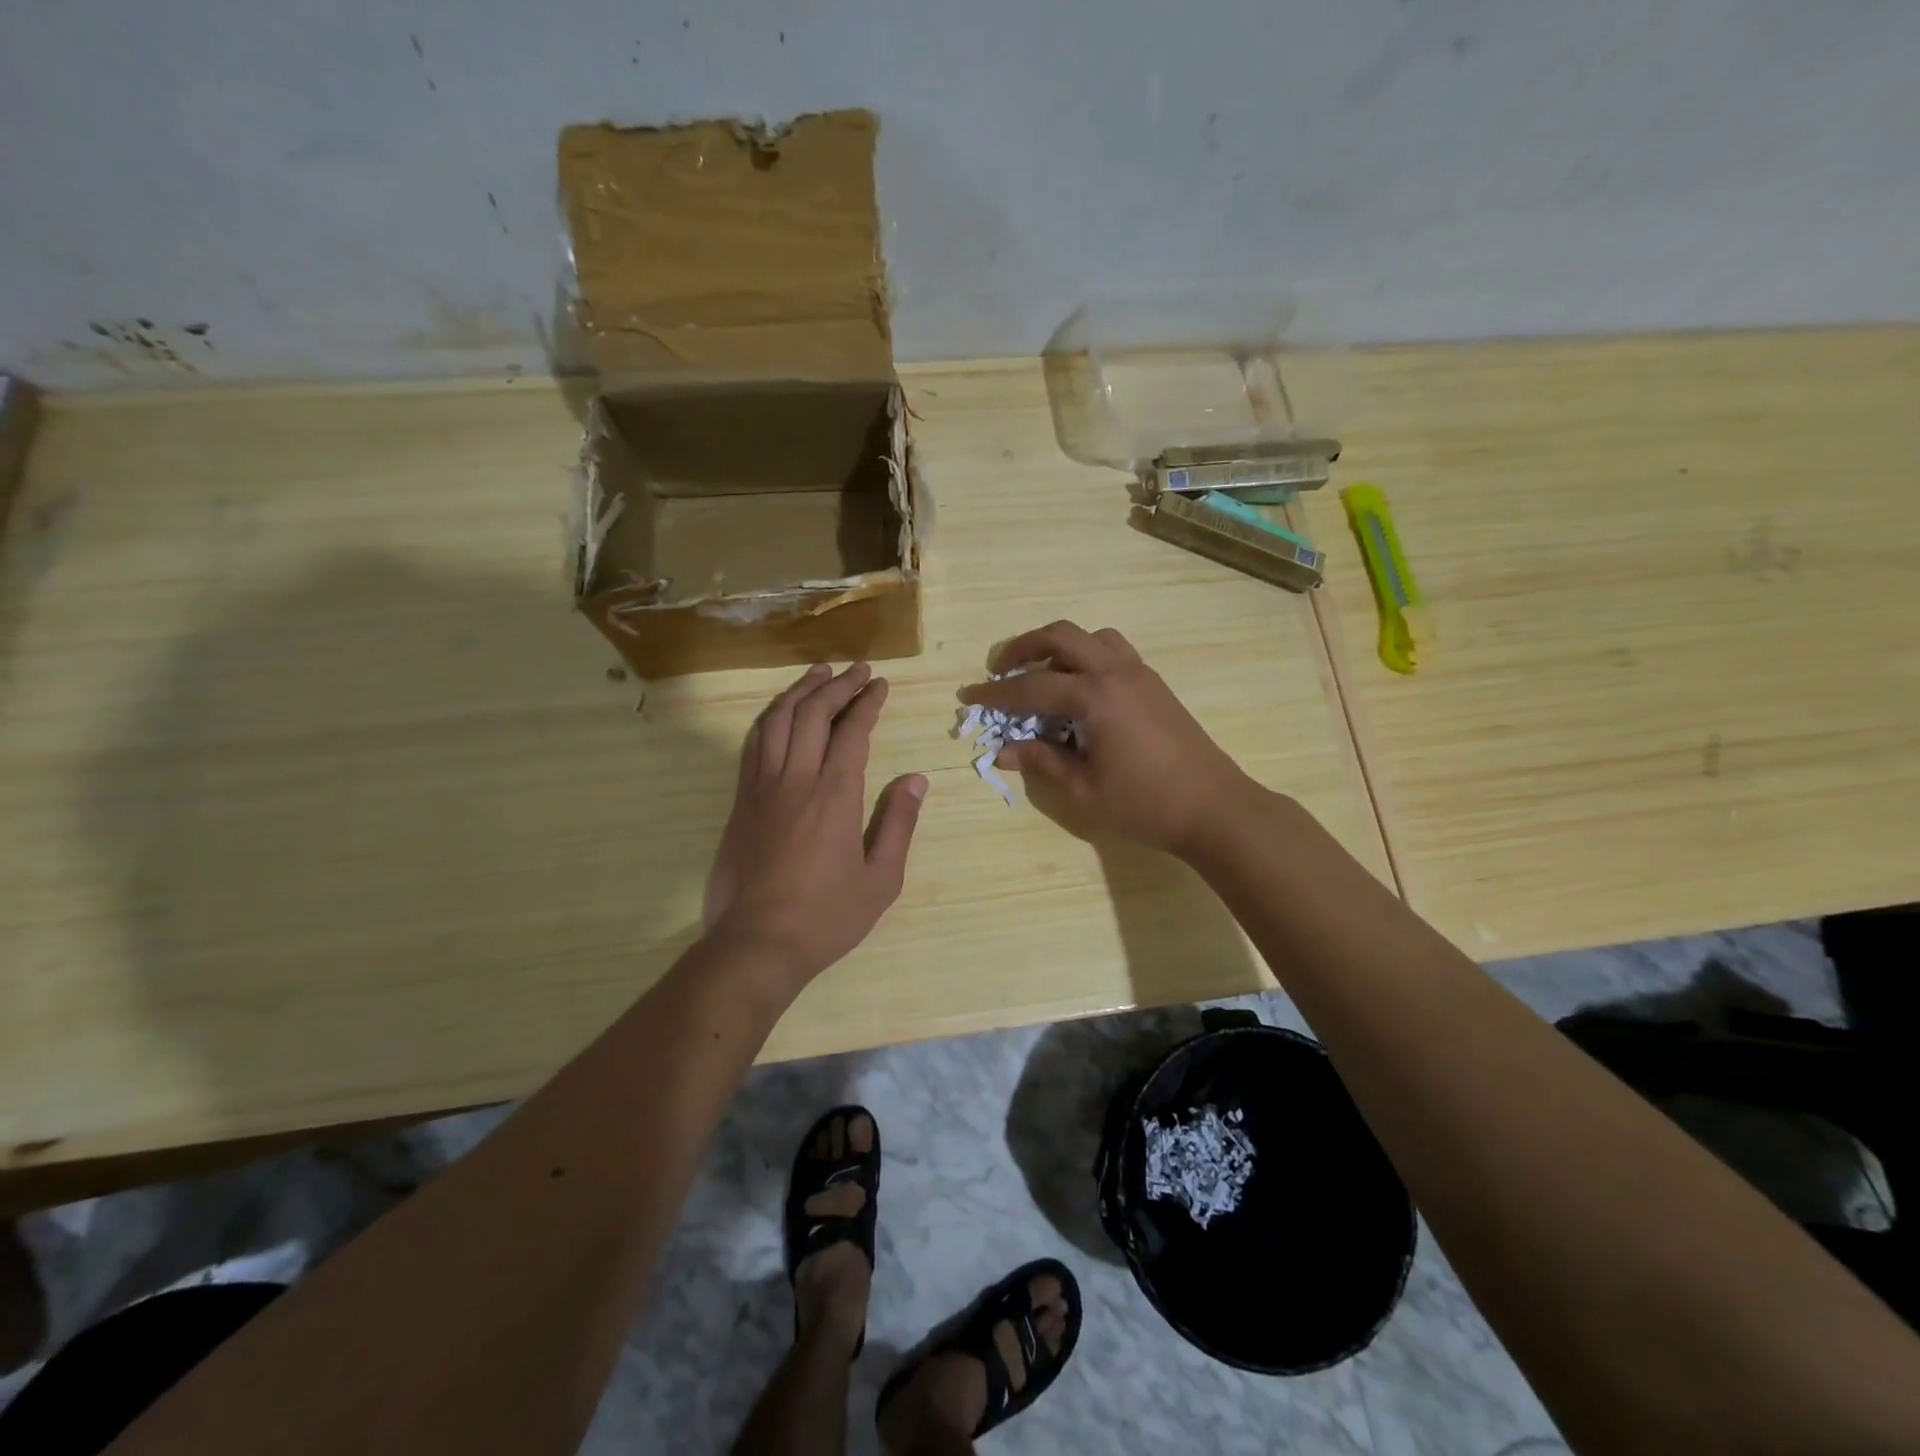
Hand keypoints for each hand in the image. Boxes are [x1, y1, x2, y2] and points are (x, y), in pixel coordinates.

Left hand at [703, 663, 927, 985]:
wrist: (756, 944)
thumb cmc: (826, 917)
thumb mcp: (881, 879)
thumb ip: (898, 824)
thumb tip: (916, 779)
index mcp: (835, 796)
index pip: (852, 731)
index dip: (867, 702)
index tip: (880, 684)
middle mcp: (796, 780)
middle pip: (812, 714)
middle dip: (837, 685)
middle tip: (857, 670)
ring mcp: (761, 788)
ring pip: (777, 721)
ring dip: (800, 691)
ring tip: (818, 673)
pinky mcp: (741, 802)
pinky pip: (754, 744)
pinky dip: (771, 718)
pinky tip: (781, 712)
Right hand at [959, 622, 1253, 857]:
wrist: (1213, 807)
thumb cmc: (1144, 804)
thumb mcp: (1083, 790)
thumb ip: (1041, 762)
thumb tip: (1003, 751)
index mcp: (1095, 697)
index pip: (1032, 687)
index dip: (996, 694)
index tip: (969, 696)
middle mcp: (1116, 672)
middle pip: (1061, 636)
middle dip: (1024, 647)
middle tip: (1001, 670)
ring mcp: (1139, 673)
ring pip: (1091, 637)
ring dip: (1060, 647)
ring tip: (1041, 675)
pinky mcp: (1154, 683)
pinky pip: (1113, 651)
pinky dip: (1087, 657)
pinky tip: (1079, 690)